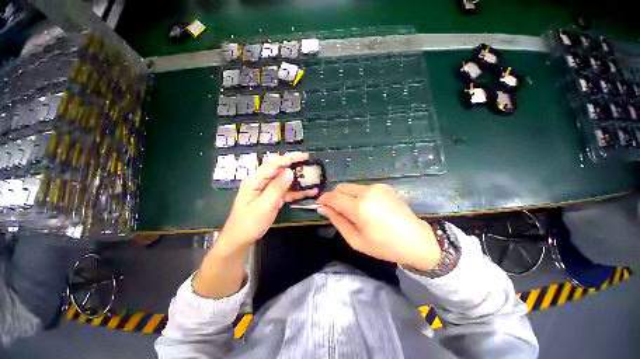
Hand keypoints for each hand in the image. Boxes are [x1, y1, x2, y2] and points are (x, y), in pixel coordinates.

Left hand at [219, 152, 317, 249]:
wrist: (241, 239)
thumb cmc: (249, 223)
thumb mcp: (264, 205)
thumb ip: (276, 188)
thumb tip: (289, 171)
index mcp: (255, 181)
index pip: (273, 165)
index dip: (289, 159)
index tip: (303, 156)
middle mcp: (262, 182)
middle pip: (280, 170)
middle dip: (294, 166)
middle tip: (309, 163)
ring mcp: (268, 190)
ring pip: (285, 181)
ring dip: (298, 180)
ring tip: (312, 177)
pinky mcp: (273, 198)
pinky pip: (286, 192)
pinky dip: (297, 192)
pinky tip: (308, 192)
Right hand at [317, 183, 441, 270]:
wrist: (416, 240)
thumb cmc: (383, 245)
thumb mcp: (355, 239)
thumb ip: (337, 221)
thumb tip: (322, 209)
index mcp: (359, 207)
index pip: (333, 197)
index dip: (323, 199)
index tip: (319, 205)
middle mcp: (367, 191)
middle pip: (341, 187)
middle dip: (334, 197)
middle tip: (336, 210)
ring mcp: (377, 187)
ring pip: (351, 186)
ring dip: (346, 196)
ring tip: (354, 211)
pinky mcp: (384, 186)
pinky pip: (363, 188)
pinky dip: (358, 195)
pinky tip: (367, 207)